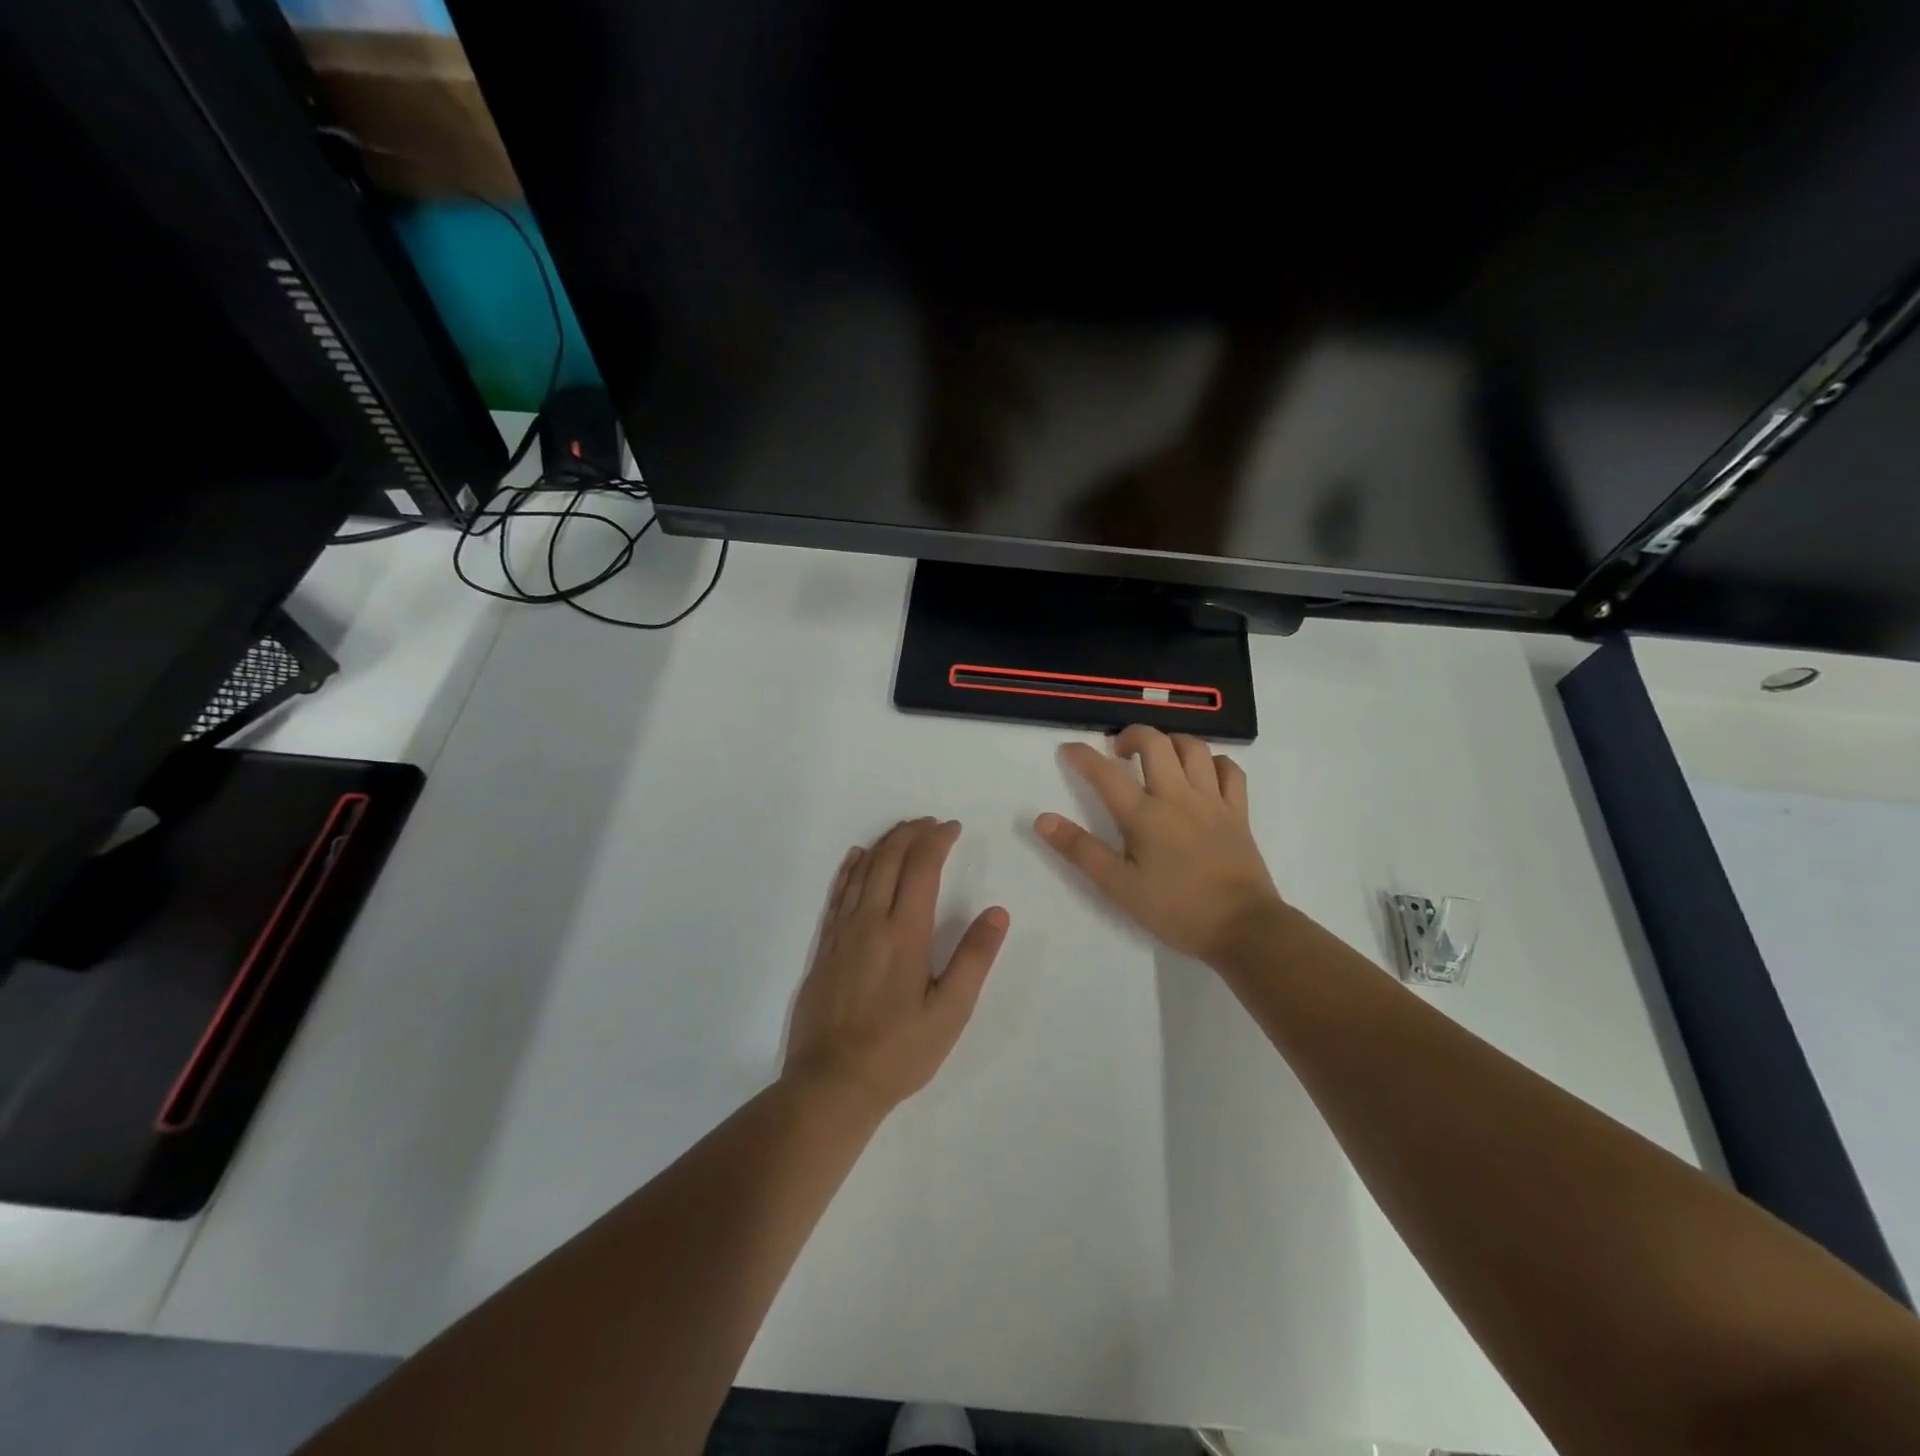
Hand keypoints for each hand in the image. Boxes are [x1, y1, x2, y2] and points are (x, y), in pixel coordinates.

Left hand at [783, 819, 1009, 1115]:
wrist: (831, 1083)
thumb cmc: (899, 1051)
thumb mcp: (950, 1012)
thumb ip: (974, 958)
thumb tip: (997, 912)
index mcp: (905, 932)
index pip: (921, 867)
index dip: (937, 840)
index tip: (953, 828)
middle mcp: (870, 921)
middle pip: (889, 858)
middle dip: (912, 833)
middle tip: (931, 823)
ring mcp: (841, 932)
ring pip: (862, 870)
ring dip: (884, 843)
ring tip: (903, 831)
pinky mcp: (824, 946)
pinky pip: (837, 892)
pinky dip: (850, 868)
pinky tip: (857, 858)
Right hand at [1035, 726, 1283, 964]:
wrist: (1243, 928)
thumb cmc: (1176, 909)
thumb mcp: (1119, 887)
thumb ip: (1081, 850)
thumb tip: (1042, 820)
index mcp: (1145, 815)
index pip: (1106, 774)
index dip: (1083, 757)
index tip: (1069, 750)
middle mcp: (1178, 796)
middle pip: (1155, 743)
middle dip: (1132, 736)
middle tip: (1118, 751)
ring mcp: (1212, 801)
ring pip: (1194, 748)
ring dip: (1171, 742)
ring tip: (1158, 755)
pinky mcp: (1238, 812)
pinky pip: (1230, 771)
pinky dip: (1214, 762)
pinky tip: (1203, 772)